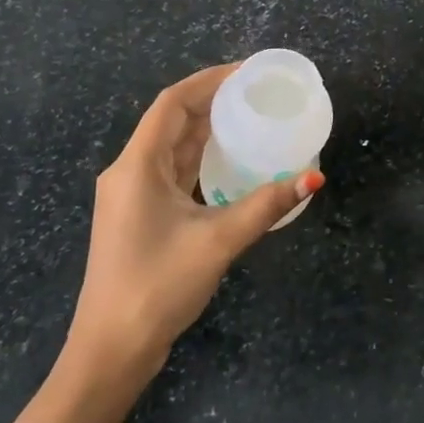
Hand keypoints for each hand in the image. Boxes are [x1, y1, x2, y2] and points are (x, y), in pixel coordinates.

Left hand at [64, 63, 323, 381]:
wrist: (110, 350)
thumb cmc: (156, 287)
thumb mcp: (217, 241)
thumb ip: (265, 206)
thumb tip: (312, 178)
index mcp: (137, 166)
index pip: (172, 103)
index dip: (209, 81)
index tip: (247, 72)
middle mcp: (130, 172)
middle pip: (172, 121)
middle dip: (213, 101)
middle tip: (258, 93)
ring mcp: (133, 195)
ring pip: (173, 147)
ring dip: (208, 129)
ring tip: (252, 117)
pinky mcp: (141, 215)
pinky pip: (174, 172)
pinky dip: (202, 159)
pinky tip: (232, 161)